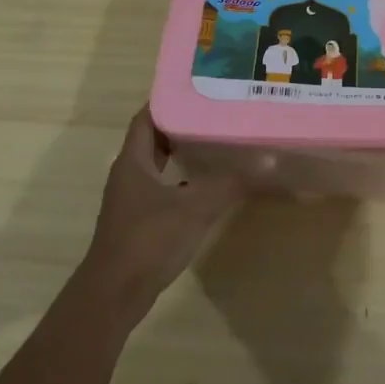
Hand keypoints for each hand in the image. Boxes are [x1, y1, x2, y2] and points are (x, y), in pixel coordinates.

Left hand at [77, 107, 242, 319]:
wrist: (115, 294)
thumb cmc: (148, 240)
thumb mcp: (195, 208)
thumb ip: (231, 183)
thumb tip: (269, 160)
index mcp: (132, 161)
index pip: (146, 118)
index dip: (167, 101)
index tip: (197, 90)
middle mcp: (127, 175)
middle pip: (152, 140)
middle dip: (180, 125)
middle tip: (214, 114)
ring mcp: (131, 201)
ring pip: (157, 166)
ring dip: (180, 154)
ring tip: (215, 143)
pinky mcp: (138, 223)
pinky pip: (161, 189)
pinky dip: (181, 182)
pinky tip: (206, 187)